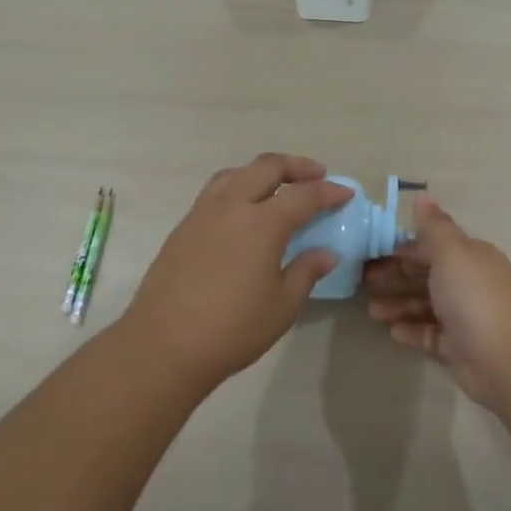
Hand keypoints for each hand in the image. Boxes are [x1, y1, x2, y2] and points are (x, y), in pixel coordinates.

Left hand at [125, 154, 351, 388]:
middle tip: (317, 176)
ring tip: (278, 186)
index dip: (329, 192)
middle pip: (267, 167)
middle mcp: (232, 206)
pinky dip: (238, 186)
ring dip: (263, 171)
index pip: (304, 195)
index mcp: (262, 222)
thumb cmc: (232, 328)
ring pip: (236, 173)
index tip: (346, 193)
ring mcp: (202, 213)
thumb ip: (306, 271)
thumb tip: (326, 253)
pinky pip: (216, 191)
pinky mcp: (183, 227)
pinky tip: (244, 211)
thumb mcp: (282, 305)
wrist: (164, 344)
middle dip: (296, 166)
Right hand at [363, 198, 510, 406]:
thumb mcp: (451, 252)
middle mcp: (468, 282)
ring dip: (398, 305)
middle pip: (426, 274)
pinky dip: (412, 330)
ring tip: (371, 311)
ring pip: (425, 305)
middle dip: (395, 276)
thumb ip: (433, 227)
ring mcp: (465, 316)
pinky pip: (430, 334)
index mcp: (469, 256)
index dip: (401, 247)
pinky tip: (391, 331)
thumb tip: (423, 197)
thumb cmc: (473, 296)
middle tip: (362, 281)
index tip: (370, 251)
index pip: (431, 245)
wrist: (506, 359)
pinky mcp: (459, 346)